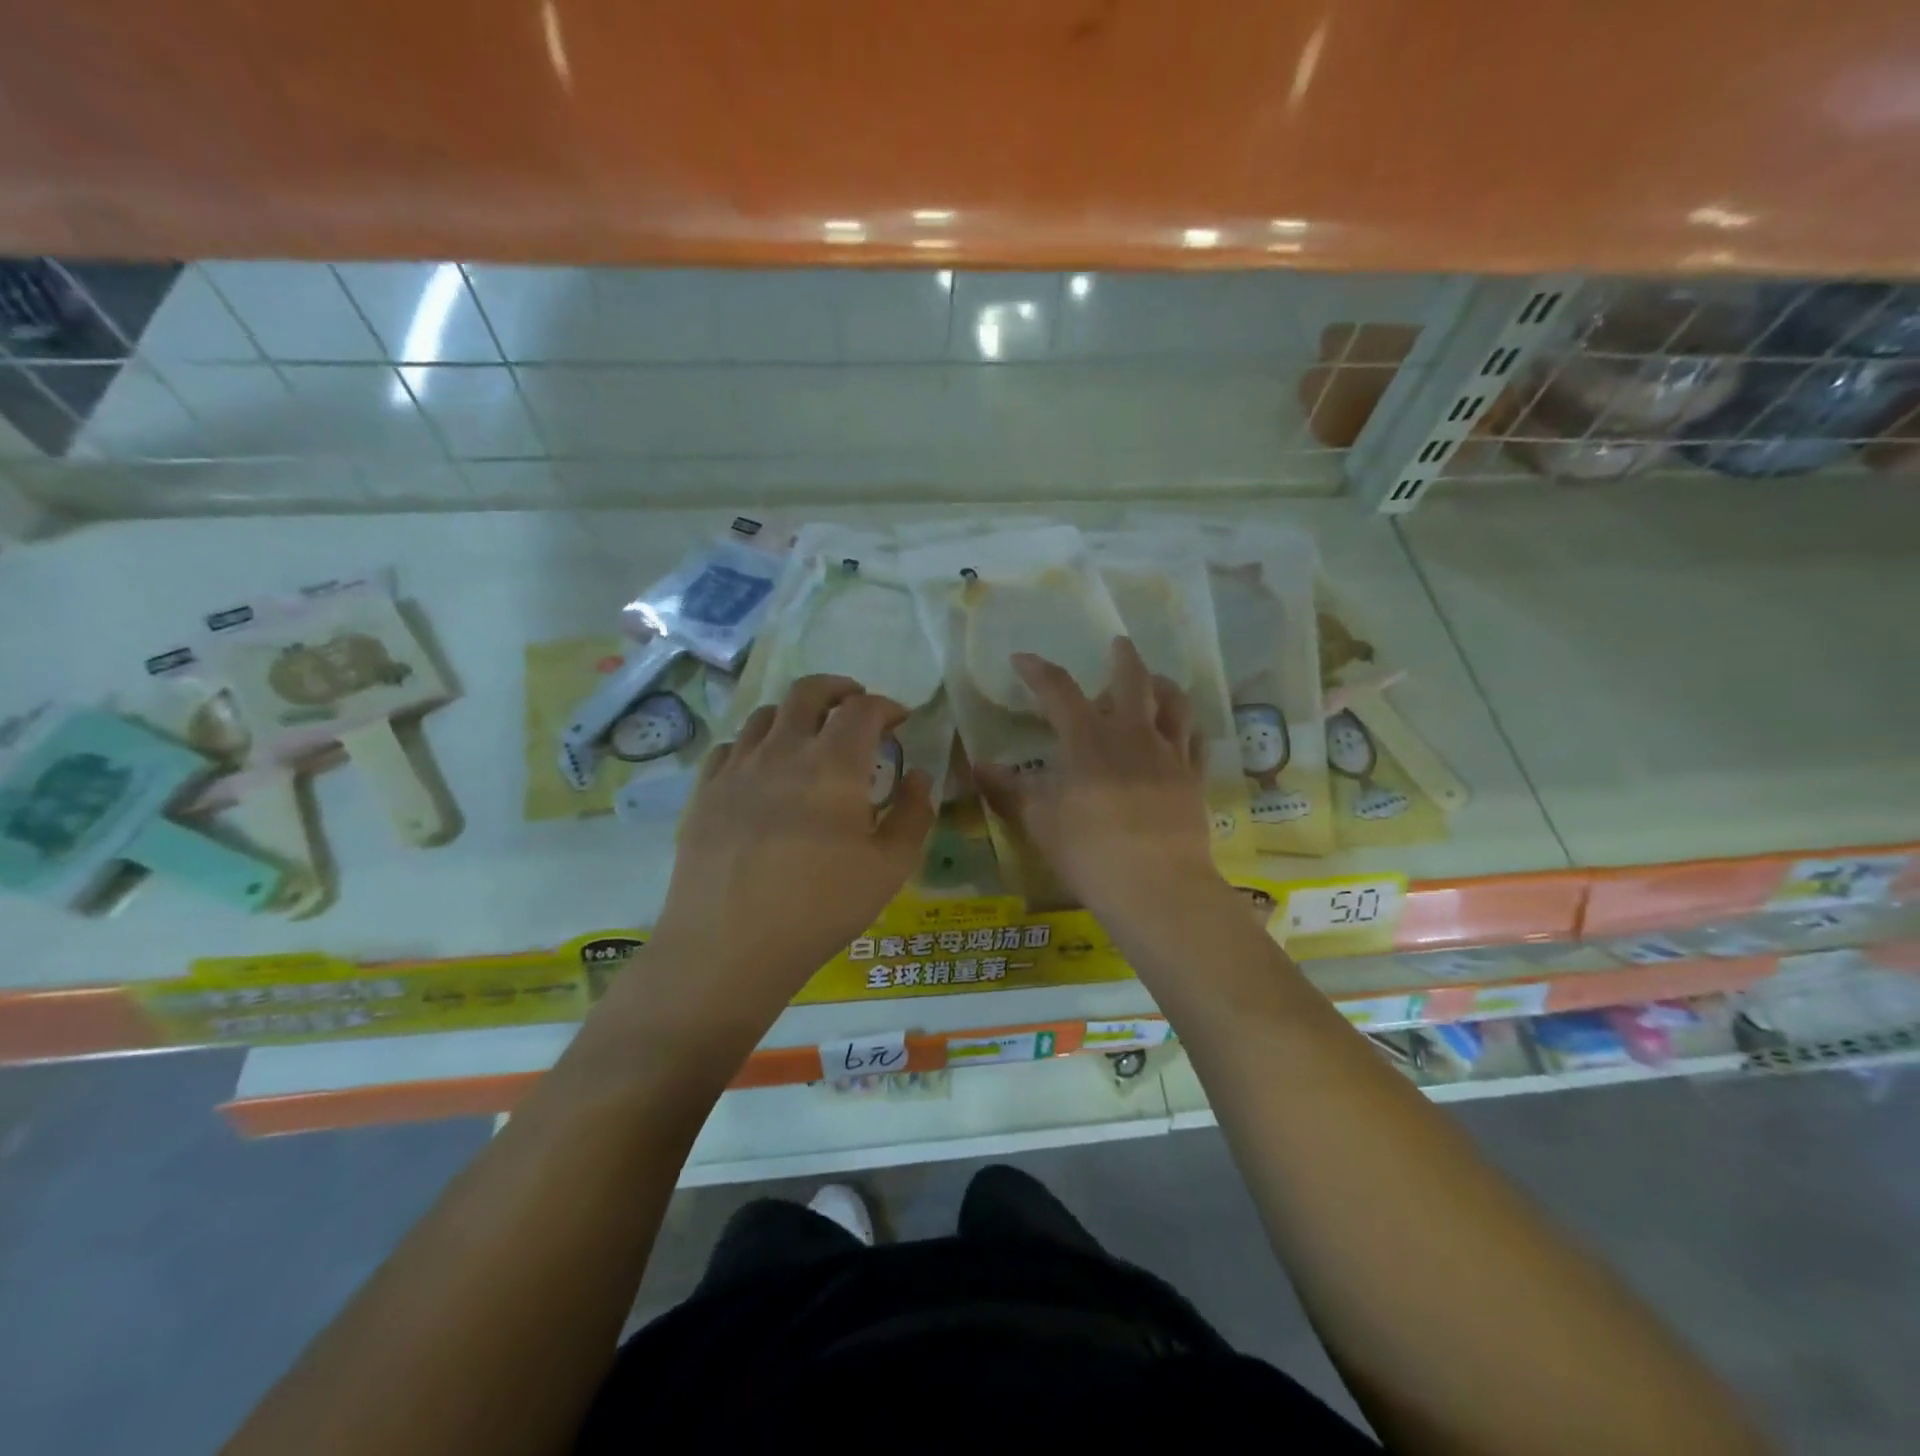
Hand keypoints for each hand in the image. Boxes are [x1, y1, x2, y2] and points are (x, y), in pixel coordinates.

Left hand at [650, 675, 934, 1003]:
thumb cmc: (819, 908)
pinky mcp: (704, 792)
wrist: (728, 947)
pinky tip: (762, 769)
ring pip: (766, 714)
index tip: (899, 720)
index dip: (886, 705)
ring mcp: (736, 768)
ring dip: (795, 714)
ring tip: (808, 736)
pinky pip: (731, 746)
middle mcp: (782, 750)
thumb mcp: (889, 869)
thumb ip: (912, 815)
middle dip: (838, 688)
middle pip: (808, 692)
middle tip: (855, 704)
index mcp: (832, 764)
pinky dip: (756, 744)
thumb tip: (917, 776)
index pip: (863, 709)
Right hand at [976, 638, 1224, 926]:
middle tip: (1118, 644)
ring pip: (1174, 703)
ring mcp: (1169, 755)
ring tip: (1156, 682)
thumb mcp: (1038, 820)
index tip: (1022, 659)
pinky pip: (1194, 741)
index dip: (1038, 670)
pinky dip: (1186, 728)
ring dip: (1162, 685)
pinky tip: (1182, 733)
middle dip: (1122, 658)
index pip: (1058, 690)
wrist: (1156, 886)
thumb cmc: (1088, 851)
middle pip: (1132, 680)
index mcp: (1088, 740)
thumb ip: (1008, 789)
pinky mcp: (1193, 779)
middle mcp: (1132, 735)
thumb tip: (978, 767)